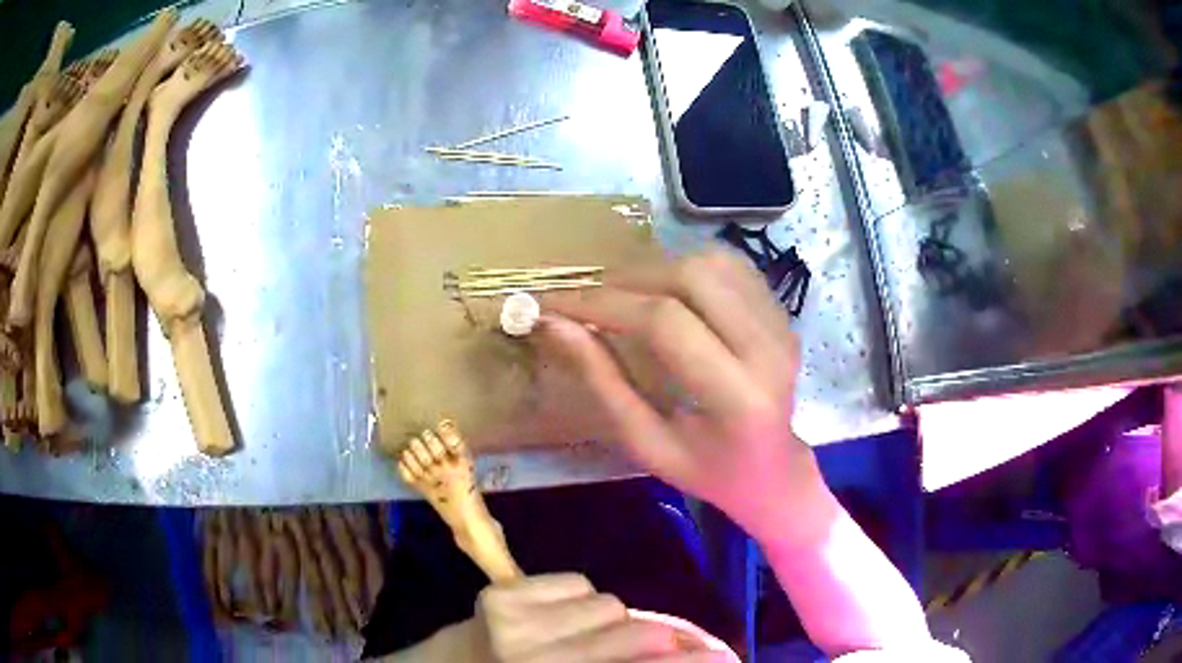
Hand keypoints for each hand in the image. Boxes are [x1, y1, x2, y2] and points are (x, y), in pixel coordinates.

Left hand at [467, 573, 722, 661]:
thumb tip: (682, 650)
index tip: (724, 657)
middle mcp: (538, 660)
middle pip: (637, 633)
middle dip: (659, 639)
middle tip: (664, 643)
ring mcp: (516, 623)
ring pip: (610, 603)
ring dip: (609, 621)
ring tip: (583, 636)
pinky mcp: (500, 593)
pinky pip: (577, 583)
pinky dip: (577, 600)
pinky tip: (556, 618)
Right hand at [539, 249, 833, 541]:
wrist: (773, 470)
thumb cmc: (706, 470)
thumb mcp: (646, 442)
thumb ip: (603, 381)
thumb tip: (554, 323)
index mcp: (737, 397)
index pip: (665, 323)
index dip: (603, 304)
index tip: (556, 303)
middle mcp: (769, 349)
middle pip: (694, 276)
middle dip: (630, 278)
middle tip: (591, 299)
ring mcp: (782, 325)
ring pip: (713, 261)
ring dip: (658, 267)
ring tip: (625, 295)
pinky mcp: (783, 312)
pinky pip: (731, 265)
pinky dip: (688, 267)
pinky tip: (666, 291)